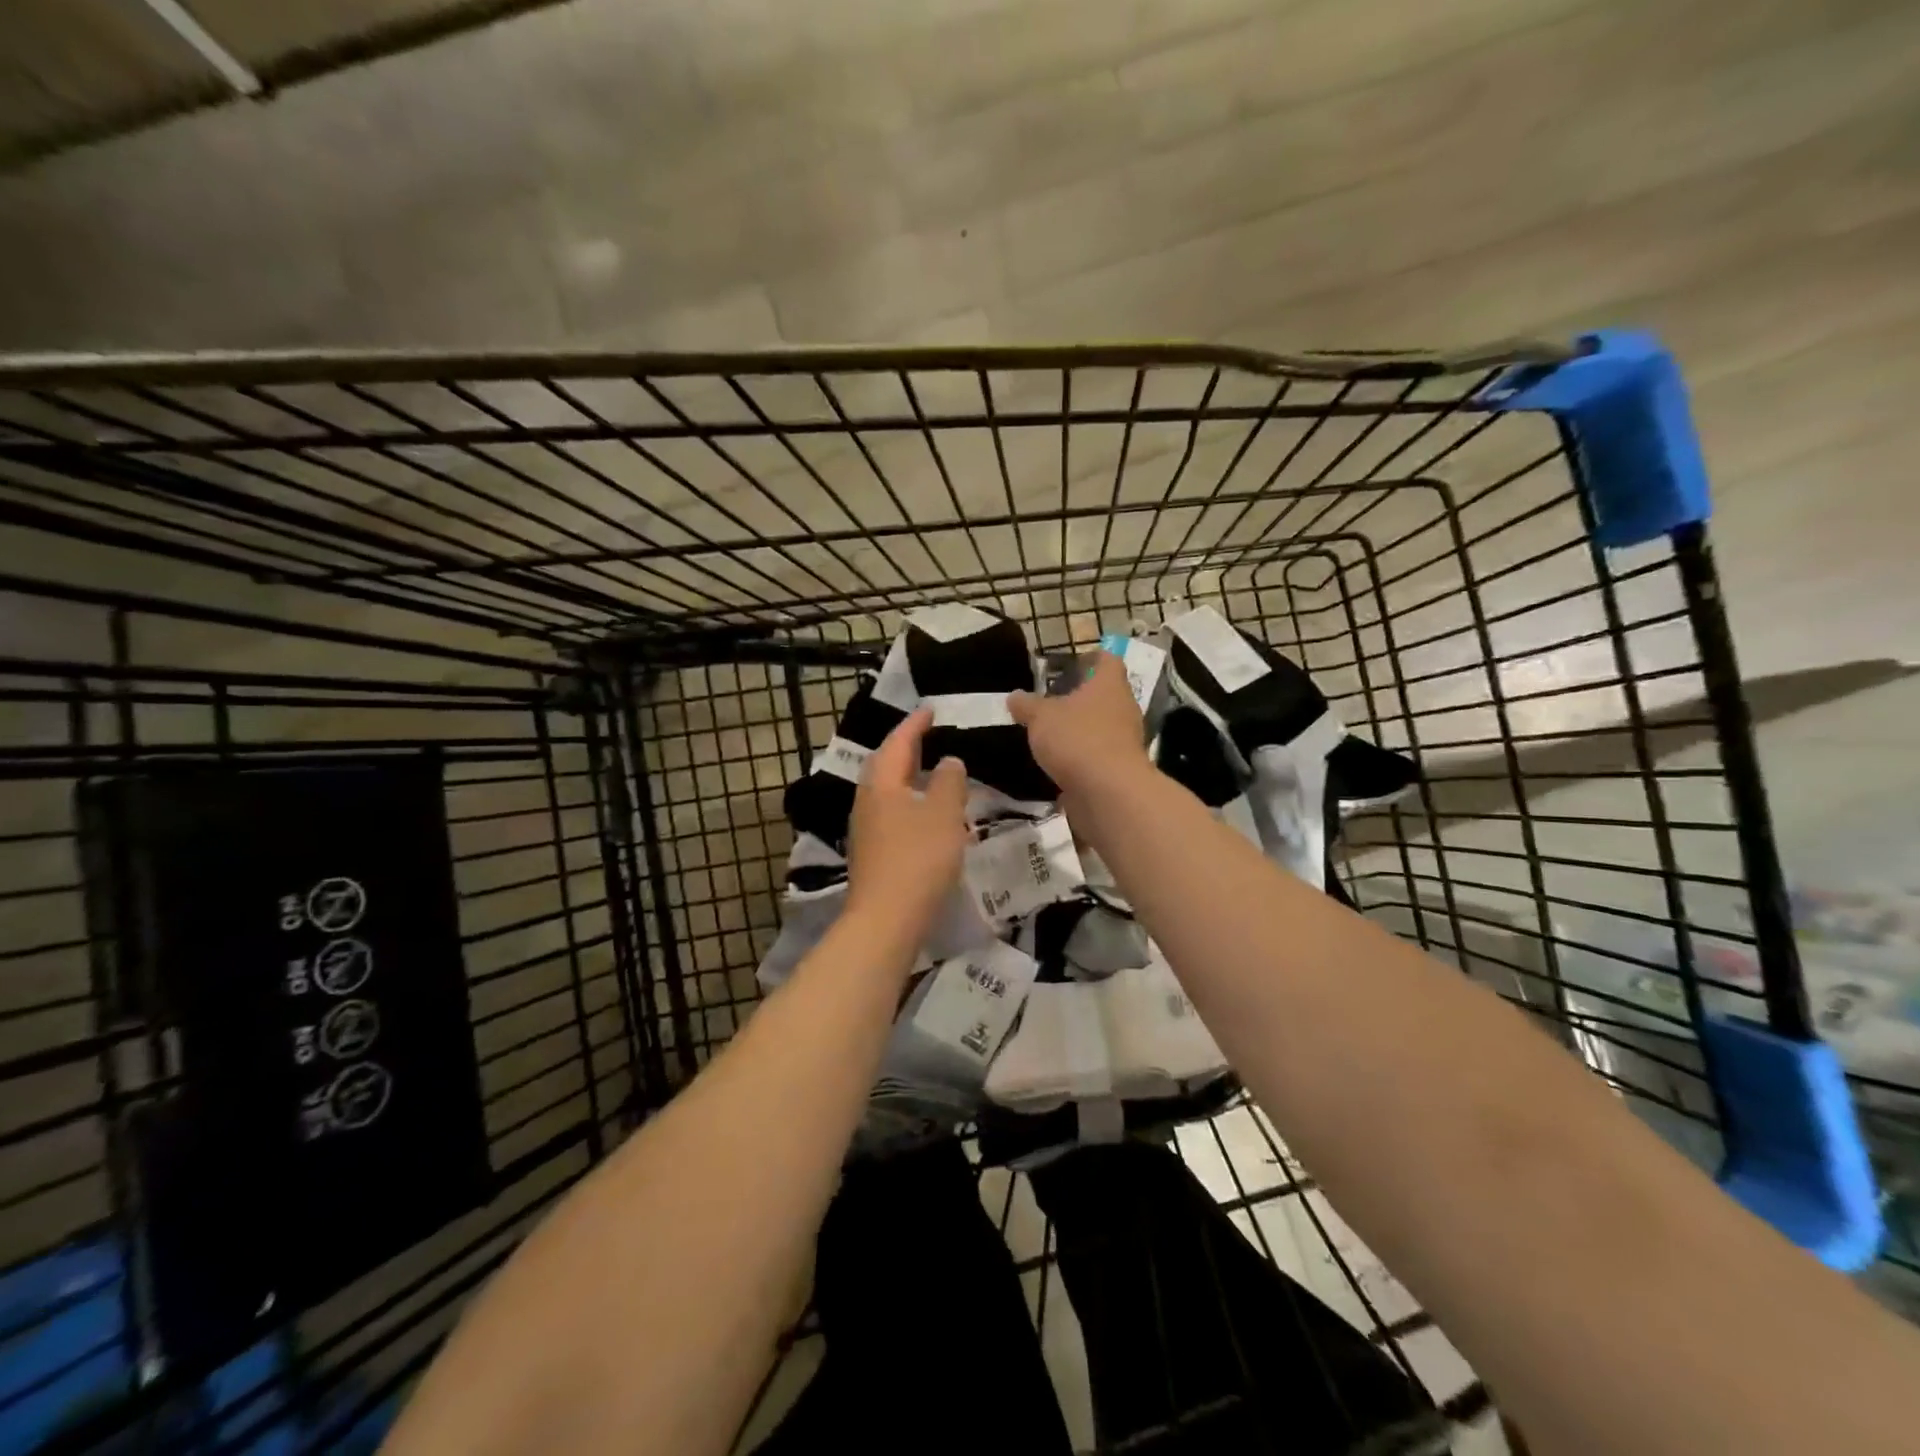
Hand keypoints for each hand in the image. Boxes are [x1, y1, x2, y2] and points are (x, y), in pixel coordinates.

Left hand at [846, 708, 969, 936]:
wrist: (885, 919)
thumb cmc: (918, 859)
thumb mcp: (943, 814)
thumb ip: (949, 781)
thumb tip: (948, 761)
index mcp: (882, 783)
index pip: (898, 742)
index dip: (915, 724)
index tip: (931, 709)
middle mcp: (868, 800)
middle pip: (885, 764)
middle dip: (905, 747)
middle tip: (928, 735)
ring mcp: (866, 828)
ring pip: (886, 790)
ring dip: (906, 775)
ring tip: (930, 770)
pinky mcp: (872, 852)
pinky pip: (890, 812)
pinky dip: (908, 801)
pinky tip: (924, 813)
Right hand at [1007, 652, 1149, 797]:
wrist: (1108, 792)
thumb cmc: (1076, 739)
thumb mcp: (1040, 717)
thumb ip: (1026, 705)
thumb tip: (1014, 696)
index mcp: (1109, 684)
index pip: (1107, 660)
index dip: (1089, 659)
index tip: (1068, 666)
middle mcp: (1123, 708)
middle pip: (1104, 694)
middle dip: (1079, 698)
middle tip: (1051, 702)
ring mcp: (1125, 740)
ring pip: (1101, 726)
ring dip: (1080, 729)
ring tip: (1050, 734)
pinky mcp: (1119, 768)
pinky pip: (1098, 755)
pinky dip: (1081, 758)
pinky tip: (1058, 764)